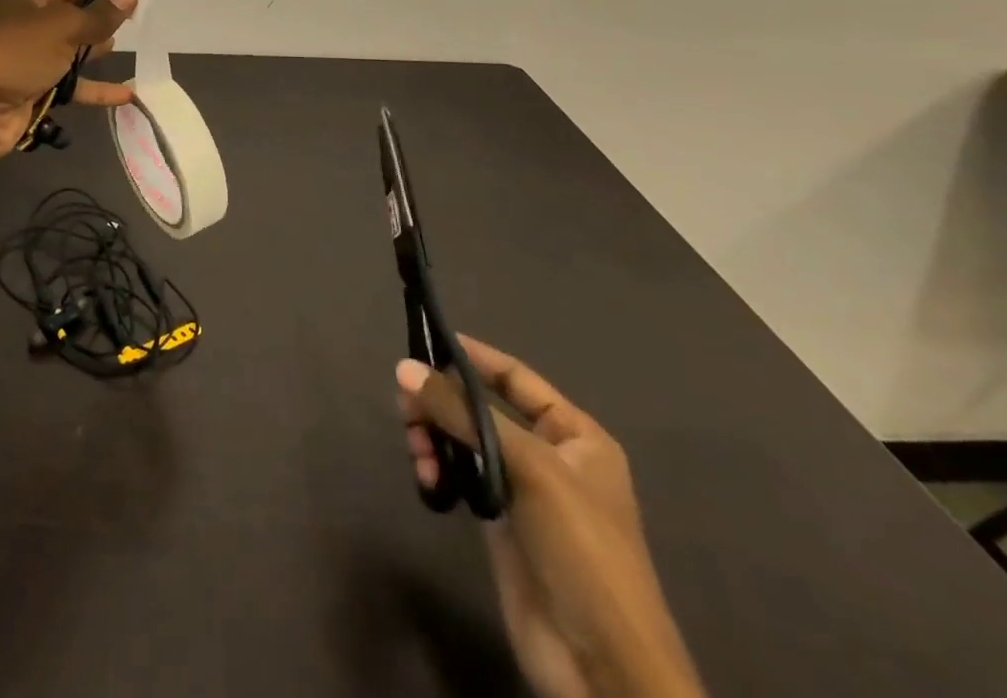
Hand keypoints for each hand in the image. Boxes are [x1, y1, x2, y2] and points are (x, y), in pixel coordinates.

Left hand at [0, 0, 138, 158]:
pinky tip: (127, 96)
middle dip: (103, 20)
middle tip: (140, 29)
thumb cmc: (15, 51)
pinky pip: (71, 83)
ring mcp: (29, 52)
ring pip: (73, 48)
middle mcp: (27, 14)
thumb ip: (100, 15)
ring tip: (134, 55)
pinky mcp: (33, 85)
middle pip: (76, 13)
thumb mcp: (63, 27)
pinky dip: (94, 88)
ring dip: (98, 53)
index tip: (139, 2)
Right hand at [397, 342, 702, 697]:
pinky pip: (458, 475)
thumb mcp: (529, 468)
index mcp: (575, 436)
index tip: (427, 342)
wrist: (602, 667)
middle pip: (480, 407)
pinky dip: (437, 469)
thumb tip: (404, 368)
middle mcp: (548, 455)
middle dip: (441, 402)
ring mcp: (521, 490)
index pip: (515, 378)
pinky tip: (427, 479)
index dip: (474, 356)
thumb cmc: (582, 550)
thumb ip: (463, 414)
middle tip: (405, 405)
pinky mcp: (498, 523)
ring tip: (416, 450)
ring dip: (433, 436)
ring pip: (463, 440)